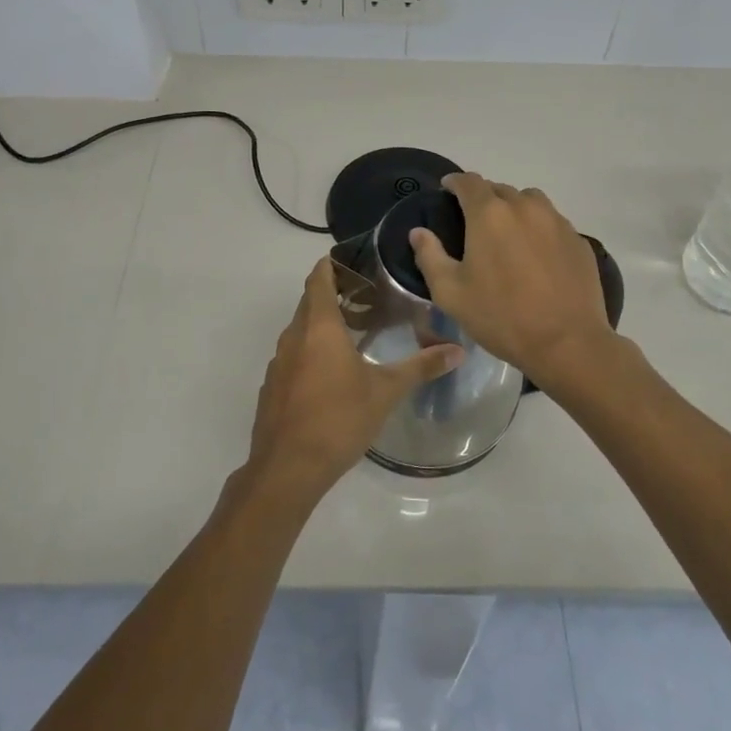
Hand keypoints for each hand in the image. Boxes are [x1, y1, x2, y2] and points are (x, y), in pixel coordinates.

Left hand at [245, 257, 463, 509]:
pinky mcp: (272, 387)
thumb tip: (458, 350)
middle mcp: (293, 337)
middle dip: (333, 294)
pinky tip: (331, 374)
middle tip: (367, 296)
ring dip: (322, 325)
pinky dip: (310, 351)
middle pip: (309, 302)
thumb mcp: (385, 392)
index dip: (332, 264)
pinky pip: (293, 356)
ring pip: (300, 330)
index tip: (354, 260)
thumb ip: (421, 367)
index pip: (319, 278)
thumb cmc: (338, 420)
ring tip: (354, 333)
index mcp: (318, 327)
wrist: (287, 469)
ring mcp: (278, 363)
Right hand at [408, 172, 616, 390]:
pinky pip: (553, 222)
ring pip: (530, 201)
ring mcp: (556, 222)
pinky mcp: (578, 240)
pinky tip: (537, 255)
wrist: (567, 343)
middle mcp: (524, 207)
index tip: (447, 190)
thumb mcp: (451, 293)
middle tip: (475, 222)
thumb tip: (418, 232)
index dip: (455, 182)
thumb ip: (430, 256)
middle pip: (499, 190)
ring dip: (514, 208)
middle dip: (484, 198)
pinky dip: (539, 228)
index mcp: (489, 214)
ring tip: (508, 233)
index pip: (469, 182)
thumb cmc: (501, 316)